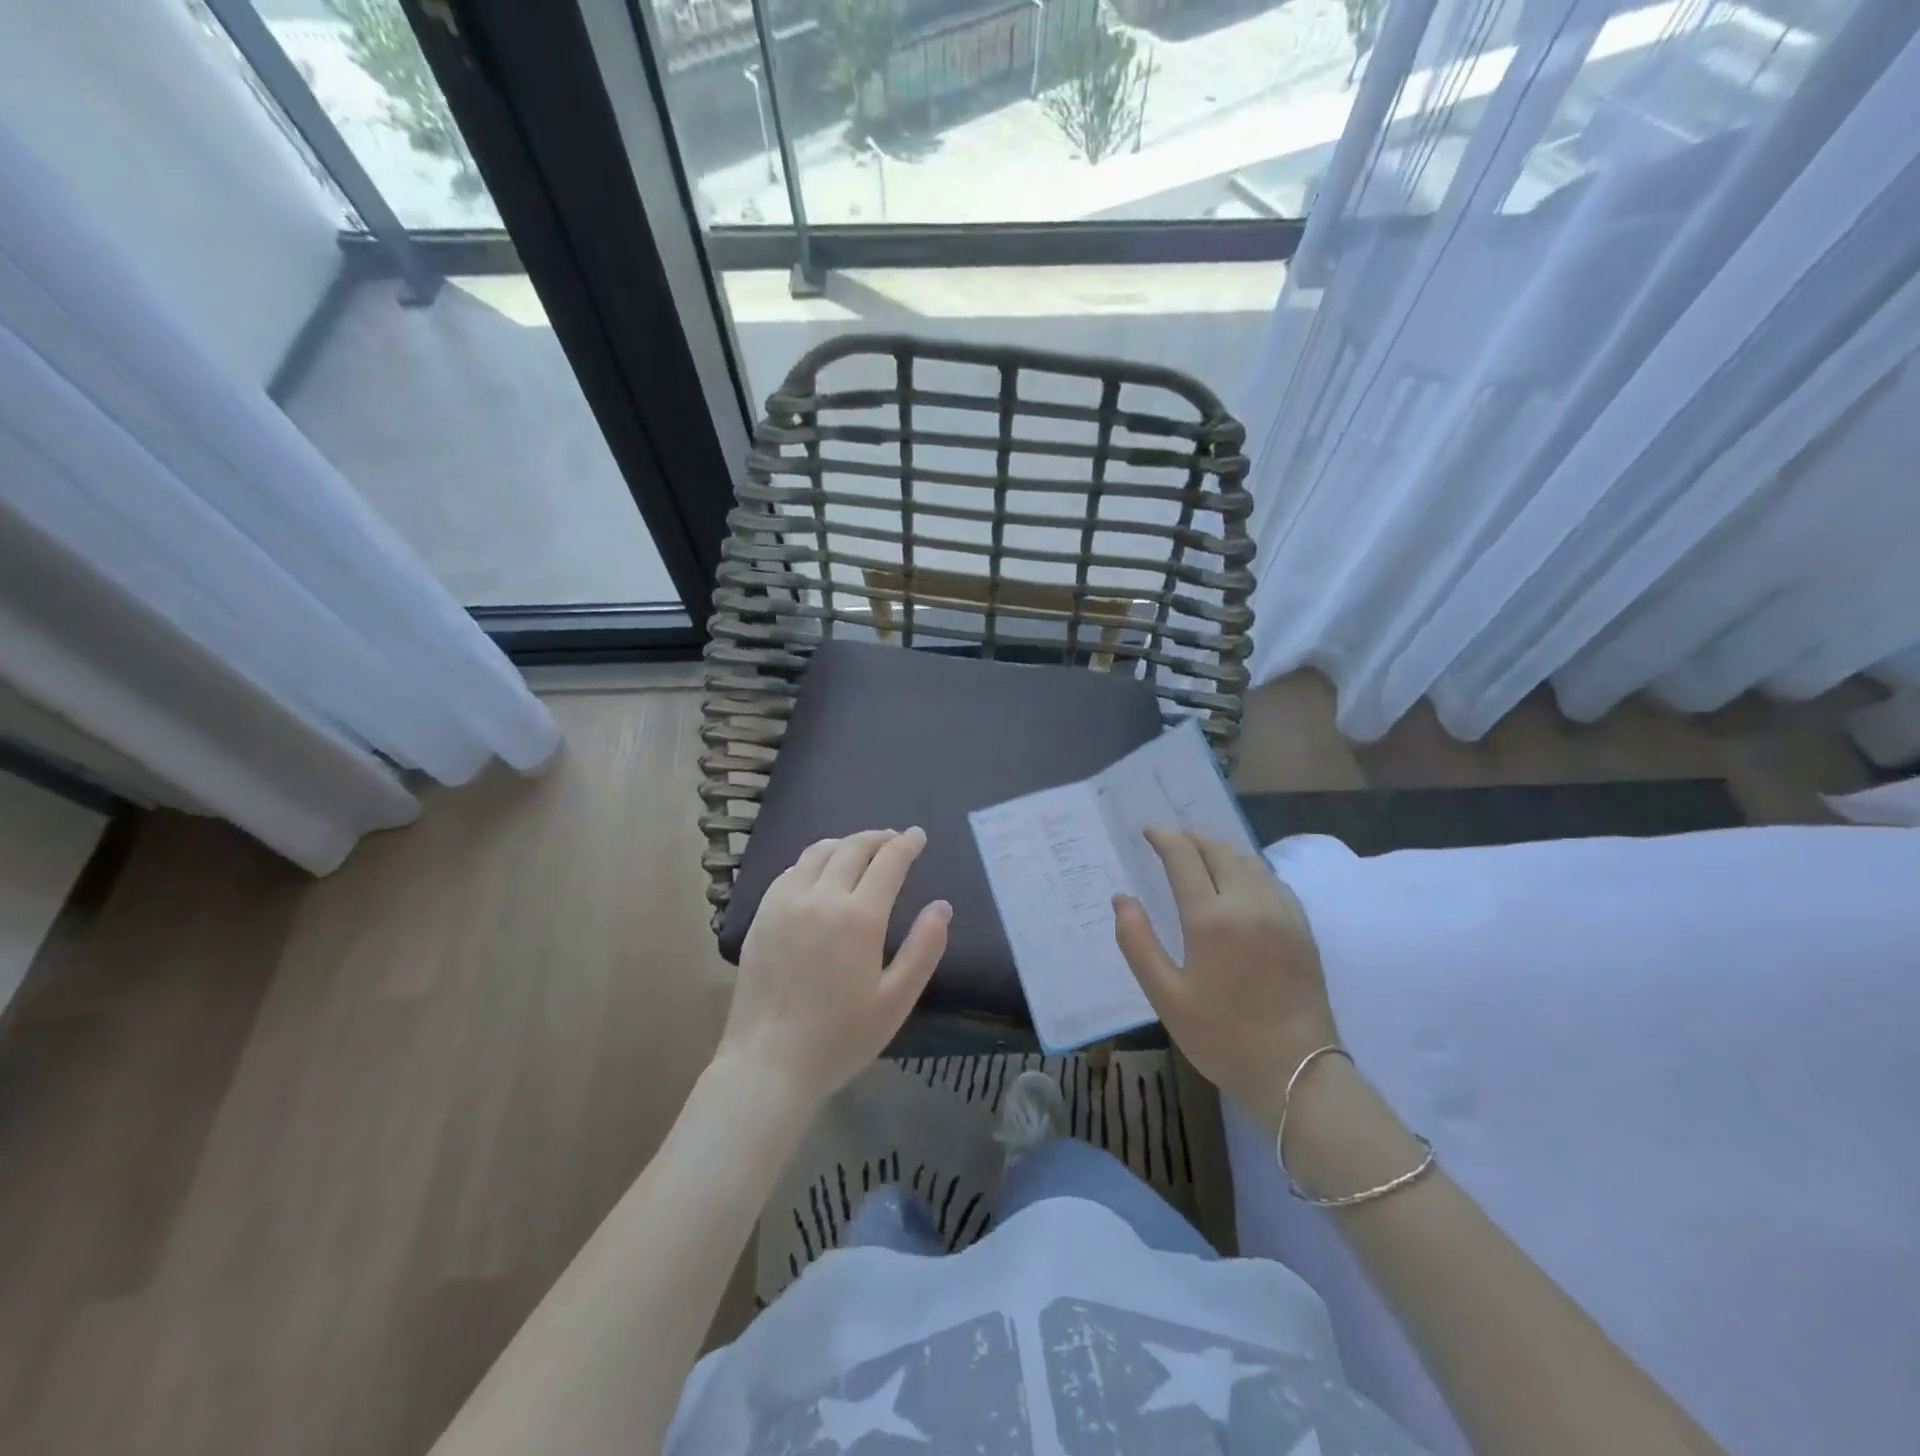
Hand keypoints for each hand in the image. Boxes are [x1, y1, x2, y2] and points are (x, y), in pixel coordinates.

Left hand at [719, 827, 949, 1106]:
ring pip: (818, 852)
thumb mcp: (896, 1000)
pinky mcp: (761, 914)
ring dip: (845, 844)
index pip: (888, 862)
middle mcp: (820, 897)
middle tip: (893, 839)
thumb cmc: (840, 1037)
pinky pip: (791, 870)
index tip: (918, 835)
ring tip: (860, 849)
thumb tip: (942, 906)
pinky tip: (819, 871)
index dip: (906, 844)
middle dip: (878, 838)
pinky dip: (814, 860)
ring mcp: (785, 902)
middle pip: (852, 849)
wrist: (769, 1062)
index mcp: (858, 917)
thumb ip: (924, 948)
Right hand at [1114, 829, 1338, 1136]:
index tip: (1149, 832)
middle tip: (1171, 840)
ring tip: (1201, 855)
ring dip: (1221, 850)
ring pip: (1248, 861)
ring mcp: (1281, 913)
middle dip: (1192, 839)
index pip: (1184, 857)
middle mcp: (1248, 903)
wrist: (1297, 1074)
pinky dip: (1249, 868)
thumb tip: (1122, 899)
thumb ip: (1138, 943)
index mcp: (1211, 918)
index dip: (1165, 838)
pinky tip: (1241, 881)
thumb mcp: (1166, 996)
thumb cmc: (1223, 1037)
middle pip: (1219, 851)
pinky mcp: (1302, 928)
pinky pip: (1272, 880)